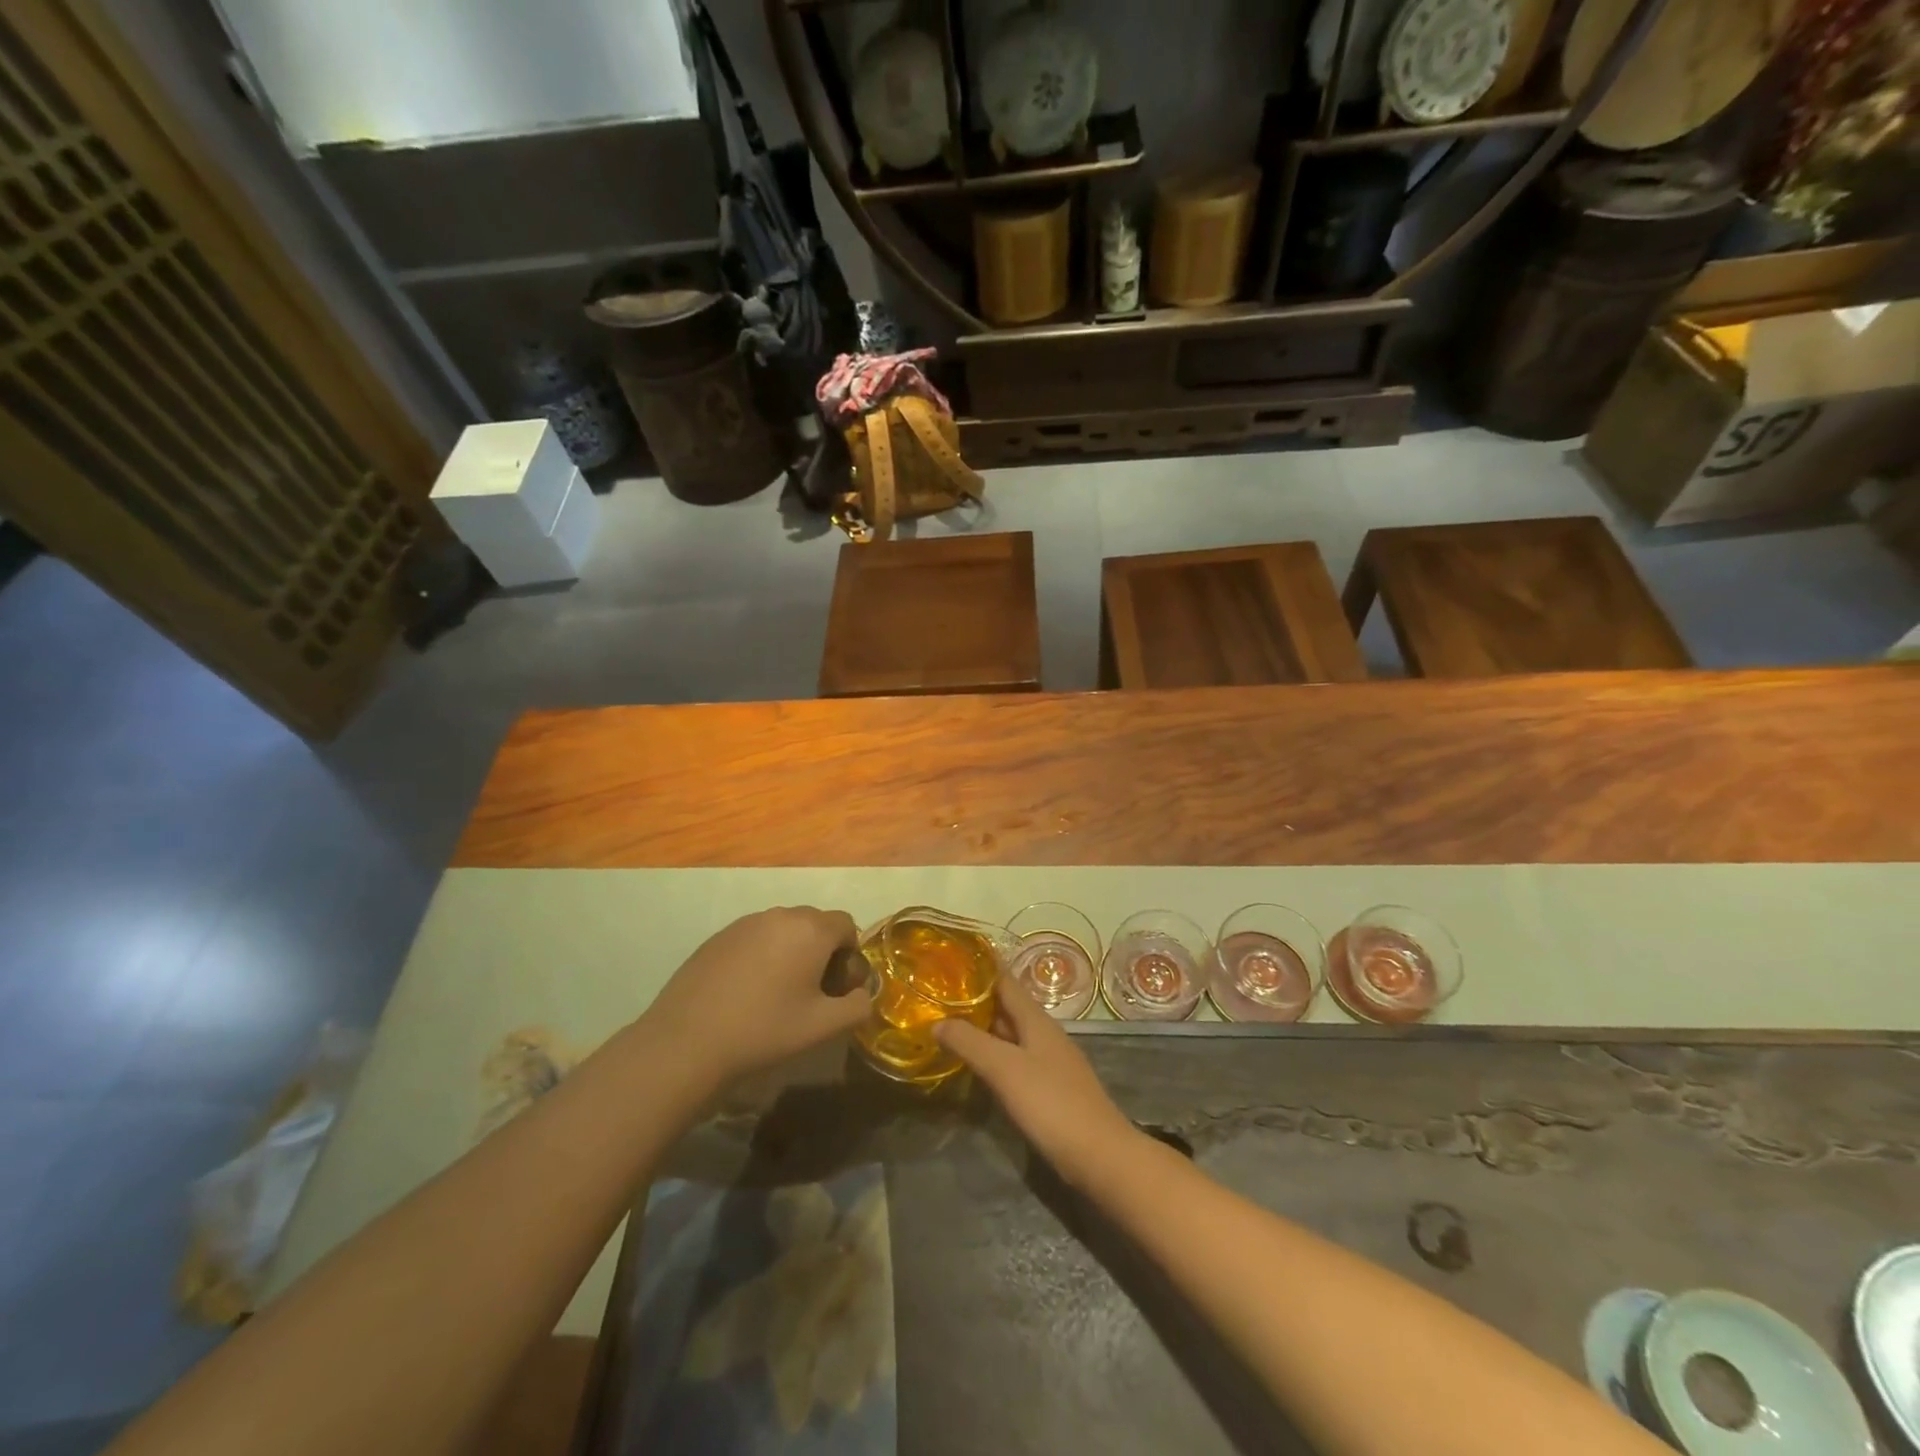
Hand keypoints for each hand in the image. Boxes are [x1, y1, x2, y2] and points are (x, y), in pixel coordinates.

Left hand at [644, 907, 869, 1086]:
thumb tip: (861, 995)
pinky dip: (762, 957)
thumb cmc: (764, 1030)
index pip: (847, 926)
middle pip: (816, 924)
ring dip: (791, 954)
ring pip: (784, 931)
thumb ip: (857, 1007)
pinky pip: (755, 939)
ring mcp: (745, 923)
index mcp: (811, 930)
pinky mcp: (718, 937)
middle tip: (811, 994)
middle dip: (822, 953)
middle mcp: (780, 915)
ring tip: (777, 995)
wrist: (687, 1042)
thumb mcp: (823, 1027)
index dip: (850, 957)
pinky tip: (746, 994)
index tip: (836, 990)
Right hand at [935, 976, 1138, 1186]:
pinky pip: (1014, 1059)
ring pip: (1010, 1034)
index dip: (981, 967)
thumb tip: (937, 1022)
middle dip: (975, 998)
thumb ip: (970, 1042)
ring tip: (946, 1023)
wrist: (1099, 1156)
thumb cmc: (1051, 1103)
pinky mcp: (1048, 1088)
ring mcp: (1048, 1061)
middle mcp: (1043, 1033)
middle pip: (1006, 1006)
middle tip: (938, 993)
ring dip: (982, 1027)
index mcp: (1036, 1020)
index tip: (952, 957)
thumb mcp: (1004, 1069)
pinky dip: (992, 1053)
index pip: (1005, 980)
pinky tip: (975, 1064)